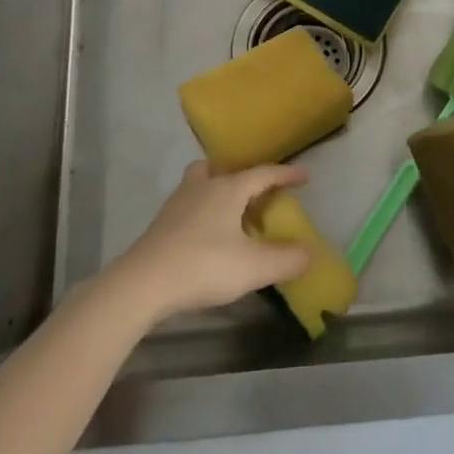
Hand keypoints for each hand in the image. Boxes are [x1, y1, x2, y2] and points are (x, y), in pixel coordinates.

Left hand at [110, 162, 314, 323]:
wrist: (143, 283)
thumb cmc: (203, 265)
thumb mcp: (253, 267)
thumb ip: (286, 259)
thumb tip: (310, 253)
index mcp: (228, 189)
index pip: (263, 173)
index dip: (286, 175)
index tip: (304, 177)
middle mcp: (203, 187)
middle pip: (223, 169)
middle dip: (242, 177)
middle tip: (257, 193)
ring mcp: (178, 204)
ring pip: (200, 183)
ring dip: (217, 190)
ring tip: (231, 213)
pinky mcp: (161, 224)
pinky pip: (188, 205)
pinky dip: (202, 212)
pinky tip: (208, 236)